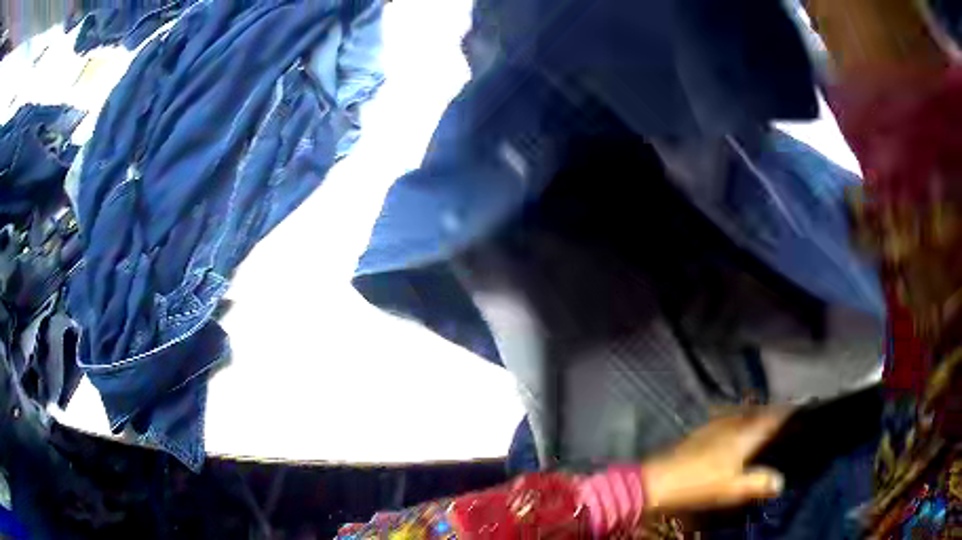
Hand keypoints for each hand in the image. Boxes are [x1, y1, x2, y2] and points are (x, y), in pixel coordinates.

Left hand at [641, 407, 791, 511]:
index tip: (802, 405)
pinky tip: (737, 430)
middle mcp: (732, 423)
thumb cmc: (699, 485)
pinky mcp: (701, 431)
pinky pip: (729, 418)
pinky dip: (740, 420)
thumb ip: (759, 484)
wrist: (658, 480)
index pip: (772, 416)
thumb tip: (781, 482)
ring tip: (767, 420)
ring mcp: (715, 425)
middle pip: (759, 411)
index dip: (788, 411)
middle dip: (774, 410)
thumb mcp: (733, 489)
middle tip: (787, 414)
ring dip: (757, 414)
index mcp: (745, 434)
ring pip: (744, 413)